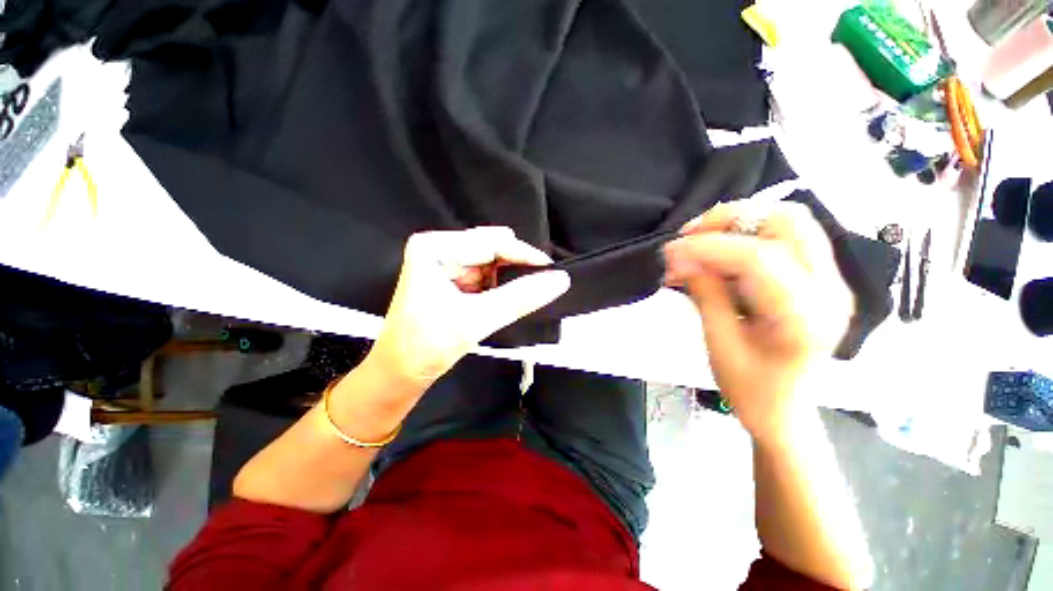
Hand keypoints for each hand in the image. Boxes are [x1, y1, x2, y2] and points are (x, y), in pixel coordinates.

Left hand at [364, 227, 569, 389]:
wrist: (400, 373)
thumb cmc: (427, 345)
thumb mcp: (477, 320)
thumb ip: (520, 297)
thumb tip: (560, 280)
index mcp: (435, 248)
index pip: (490, 242)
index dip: (524, 255)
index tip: (552, 270)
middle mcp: (440, 248)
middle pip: (492, 248)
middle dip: (517, 266)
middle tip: (543, 281)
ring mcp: (447, 263)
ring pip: (492, 262)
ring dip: (510, 277)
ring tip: (527, 292)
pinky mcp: (454, 278)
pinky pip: (487, 274)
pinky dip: (501, 285)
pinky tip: (509, 297)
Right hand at [664, 202, 853, 440]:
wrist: (785, 409)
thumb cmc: (750, 389)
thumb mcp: (719, 343)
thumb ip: (705, 293)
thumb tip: (680, 257)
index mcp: (804, 318)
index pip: (759, 259)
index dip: (708, 247)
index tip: (670, 251)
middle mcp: (829, 289)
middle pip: (787, 221)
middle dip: (730, 219)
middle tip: (689, 235)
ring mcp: (832, 280)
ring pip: (791, 220)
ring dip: (740, 221)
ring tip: (702, 238)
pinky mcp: (822, 277)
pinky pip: (788, 235)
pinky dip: (749, 232)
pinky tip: (722, 248)